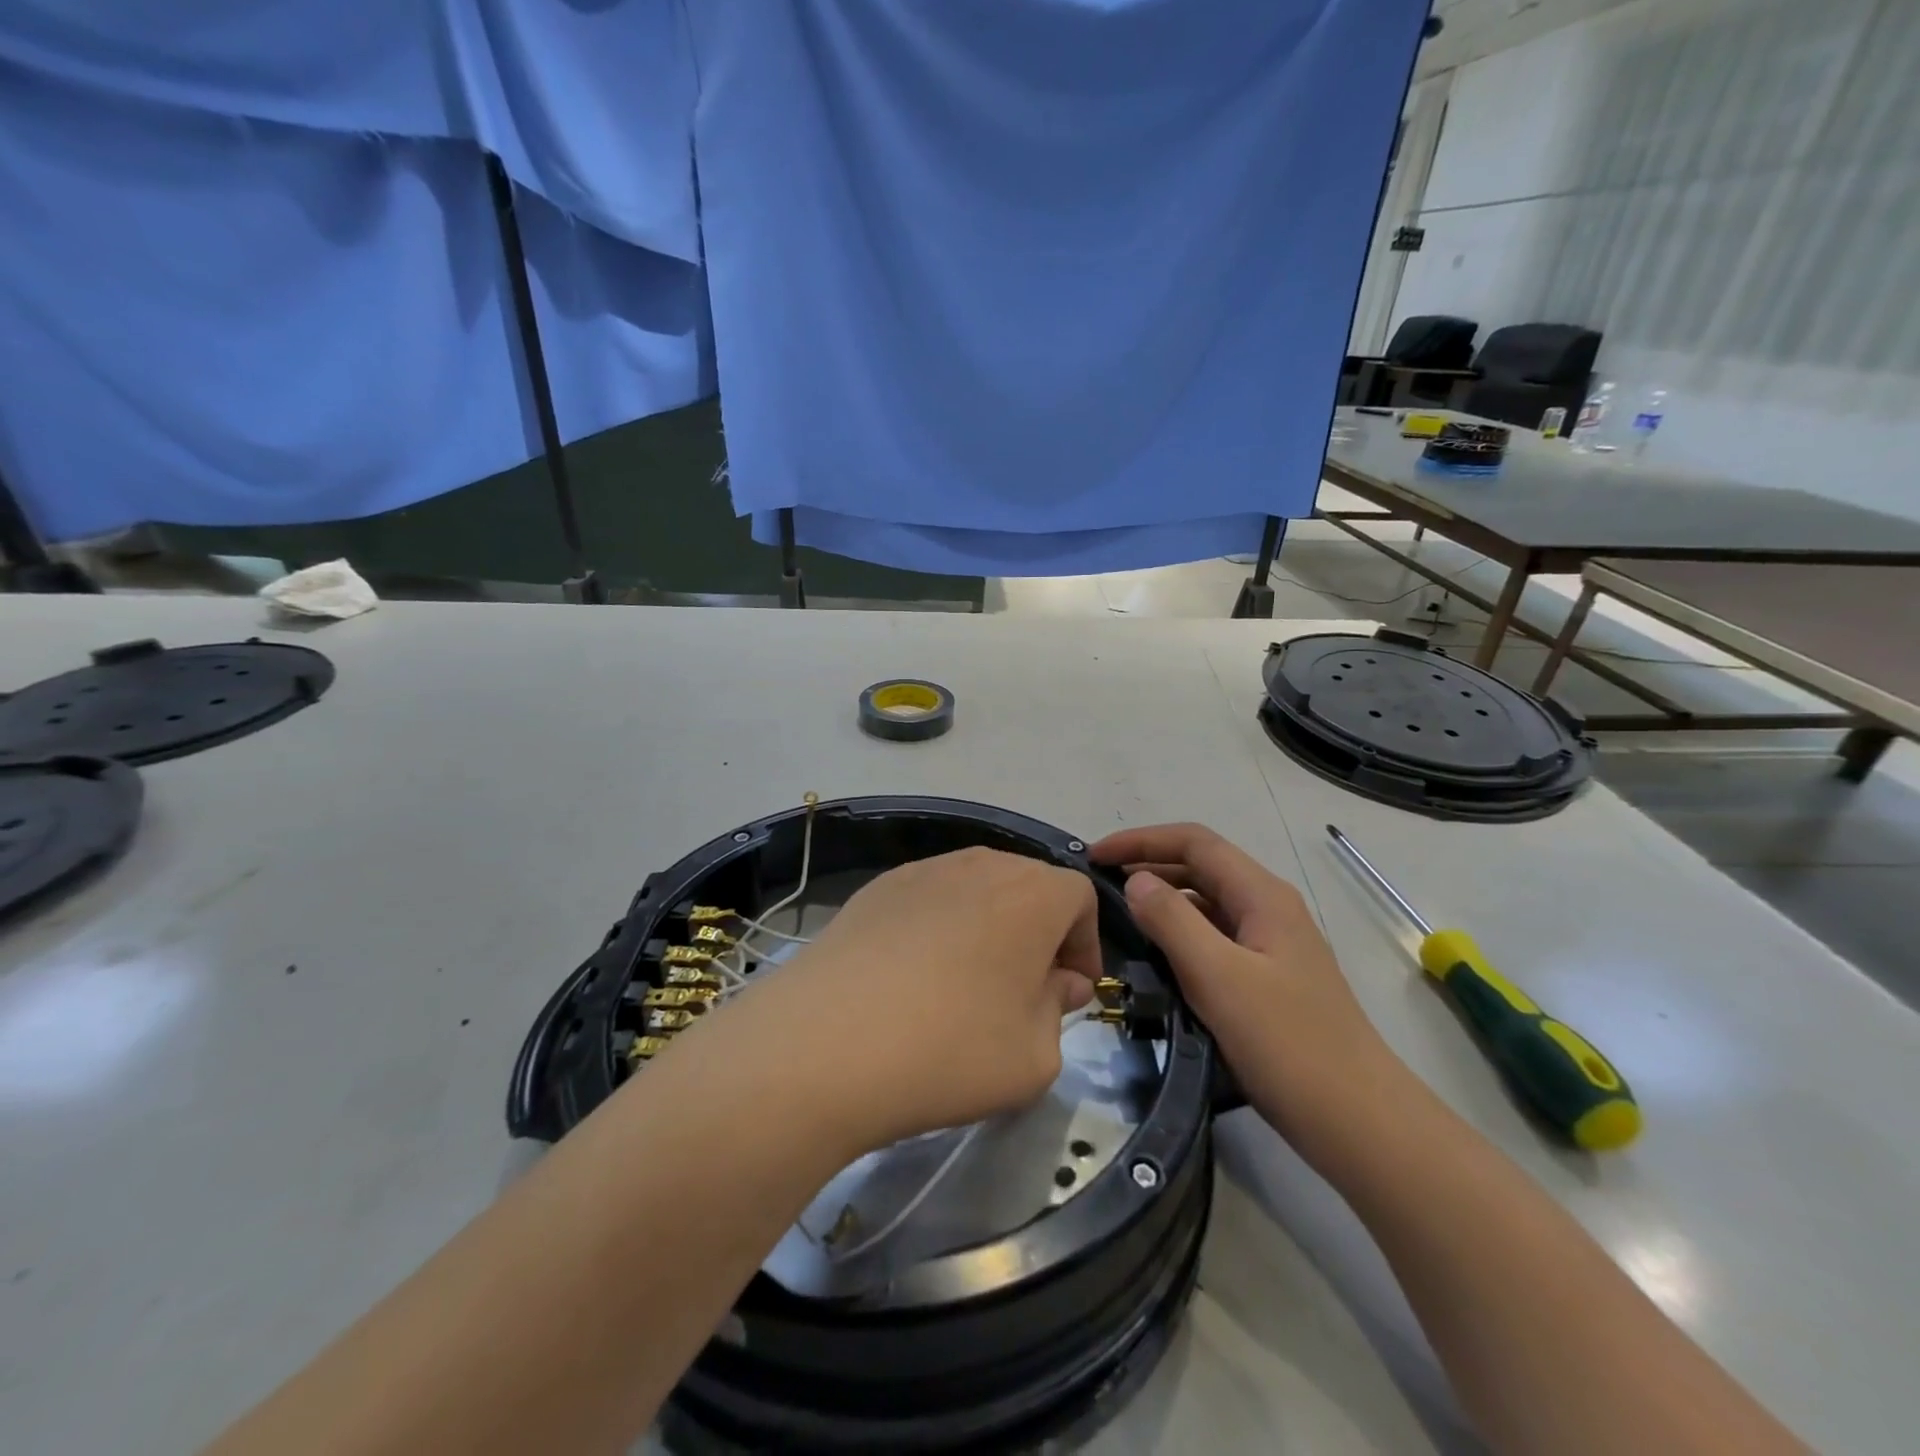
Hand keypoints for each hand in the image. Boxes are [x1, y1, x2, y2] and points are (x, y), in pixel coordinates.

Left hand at [748, 848, 1098, 1151]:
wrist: (824, 1043)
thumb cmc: (949, 1050)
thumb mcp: (1034, 1057)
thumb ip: (1059, 1010)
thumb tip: (1057, 982)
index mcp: (1031, 893)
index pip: (1080, 897)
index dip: (1085, 944)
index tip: (1071, 992)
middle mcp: (979, 864)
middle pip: (1028, 885)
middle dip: (1040, 933)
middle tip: (1025, 991)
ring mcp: (921, 870)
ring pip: (977, 889)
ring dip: (989, 928)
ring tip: (967, 984)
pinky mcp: (876, 888)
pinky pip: (929, 899)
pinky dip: (939, 927)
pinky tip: (914, 978)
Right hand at [1091, 823, 1407, 1164]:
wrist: (1359, 1122)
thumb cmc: (1288, 1044)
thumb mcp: (1219, 977)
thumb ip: (1172, 922)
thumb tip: (1135, 880)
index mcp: (1262, 896)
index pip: (1195, 842)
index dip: (1141, 840)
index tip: (1095, 856)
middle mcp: (1268, 909)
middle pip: (1201, 867)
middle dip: (1148, 864)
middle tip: (1097, 884)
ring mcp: (1271, 945)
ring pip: (1207, 903)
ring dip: (1162, 899)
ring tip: (1117, 915)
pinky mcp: (1267, 979)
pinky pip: (1214, 938)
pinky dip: (1179, 933)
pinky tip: (1155, 956)